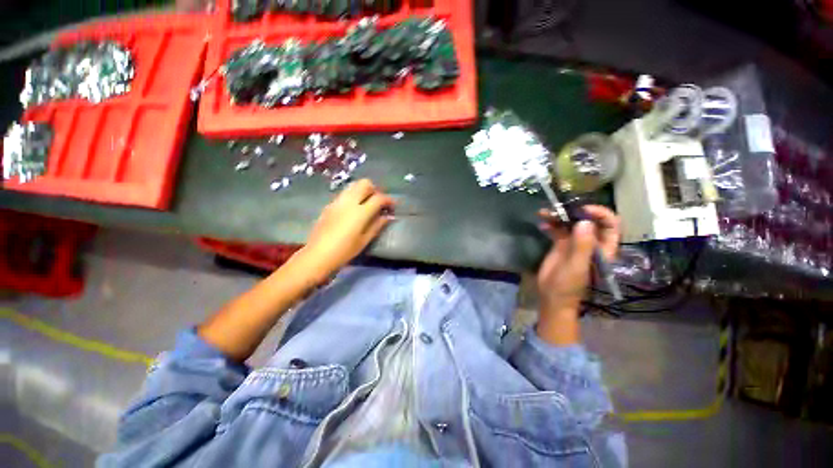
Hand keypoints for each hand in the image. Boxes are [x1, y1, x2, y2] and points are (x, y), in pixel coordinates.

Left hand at [298, 179, 394, 281]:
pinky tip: (354, 209)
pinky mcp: (329, 205)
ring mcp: (337, 202)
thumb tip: (387, 216)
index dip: (388, 200)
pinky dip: (353, 196)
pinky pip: (345, 194)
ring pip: (353, 186)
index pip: (379, 198)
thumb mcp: (364, 240)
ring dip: (363, 191)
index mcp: (360, 212)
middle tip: (379, 202)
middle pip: (365, 184)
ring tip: (367, 204)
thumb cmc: (344, 251)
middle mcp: (349, 202)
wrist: (317, 255)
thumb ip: (377, 225)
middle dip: (375, 190)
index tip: (393, 205)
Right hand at [536, 205, 619, 317]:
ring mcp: (575, 242)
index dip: (600, 214)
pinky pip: (557, 229)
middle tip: (559, 208)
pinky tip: (541, 224)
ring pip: (571, 223)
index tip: (582, 209)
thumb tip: (584, 221)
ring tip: (544, 213)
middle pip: (589, 220)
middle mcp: (591, 242)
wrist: (552, 296)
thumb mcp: (577, 266)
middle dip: (575, 211)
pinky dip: (550, 224)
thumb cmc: (569, 285)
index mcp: (602, 248)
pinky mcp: (561, 245)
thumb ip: (582, 245)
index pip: (610, 225)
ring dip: (559, 216)